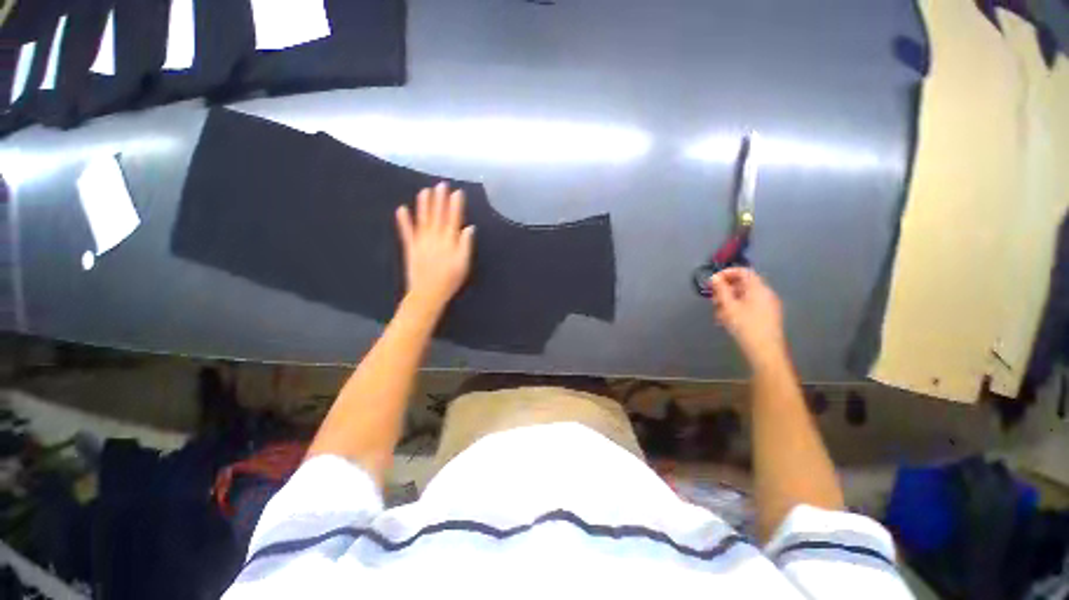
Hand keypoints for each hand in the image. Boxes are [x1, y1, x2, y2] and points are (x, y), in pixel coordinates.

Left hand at [395, 183, 474, 311]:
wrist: (427, 294)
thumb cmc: (450, 280)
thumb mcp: (464, 264)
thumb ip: (466, 245)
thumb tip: (469, 228)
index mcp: (449, 241)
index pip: (453, 219)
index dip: (455, 205)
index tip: (457, 192)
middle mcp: (434, 237)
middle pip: (437, 215)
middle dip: (439, 199)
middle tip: (440, 184)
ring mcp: (420, 241)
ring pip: (422, 219)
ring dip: (423, 205)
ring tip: (424, 191)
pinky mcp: (410, 247)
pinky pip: (406, 232)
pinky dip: (403, 220)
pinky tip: (401, 209)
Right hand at [709, 268, 786, 367]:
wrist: (765, 351)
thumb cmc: (745, 326)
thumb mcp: (729, 307)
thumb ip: (721, 290)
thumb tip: (715, 277)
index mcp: (758, 288)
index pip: (743, 271)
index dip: (726, 273)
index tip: (713, 282)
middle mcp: (765, 294)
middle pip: (743, 284)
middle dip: (725, 290)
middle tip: (713, 300)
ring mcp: (767, 305)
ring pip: (744, 296)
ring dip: (729, 301)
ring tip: (718, 314)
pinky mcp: (766, 316)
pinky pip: (749, 305)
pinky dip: (736, 308)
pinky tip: (727, 320)